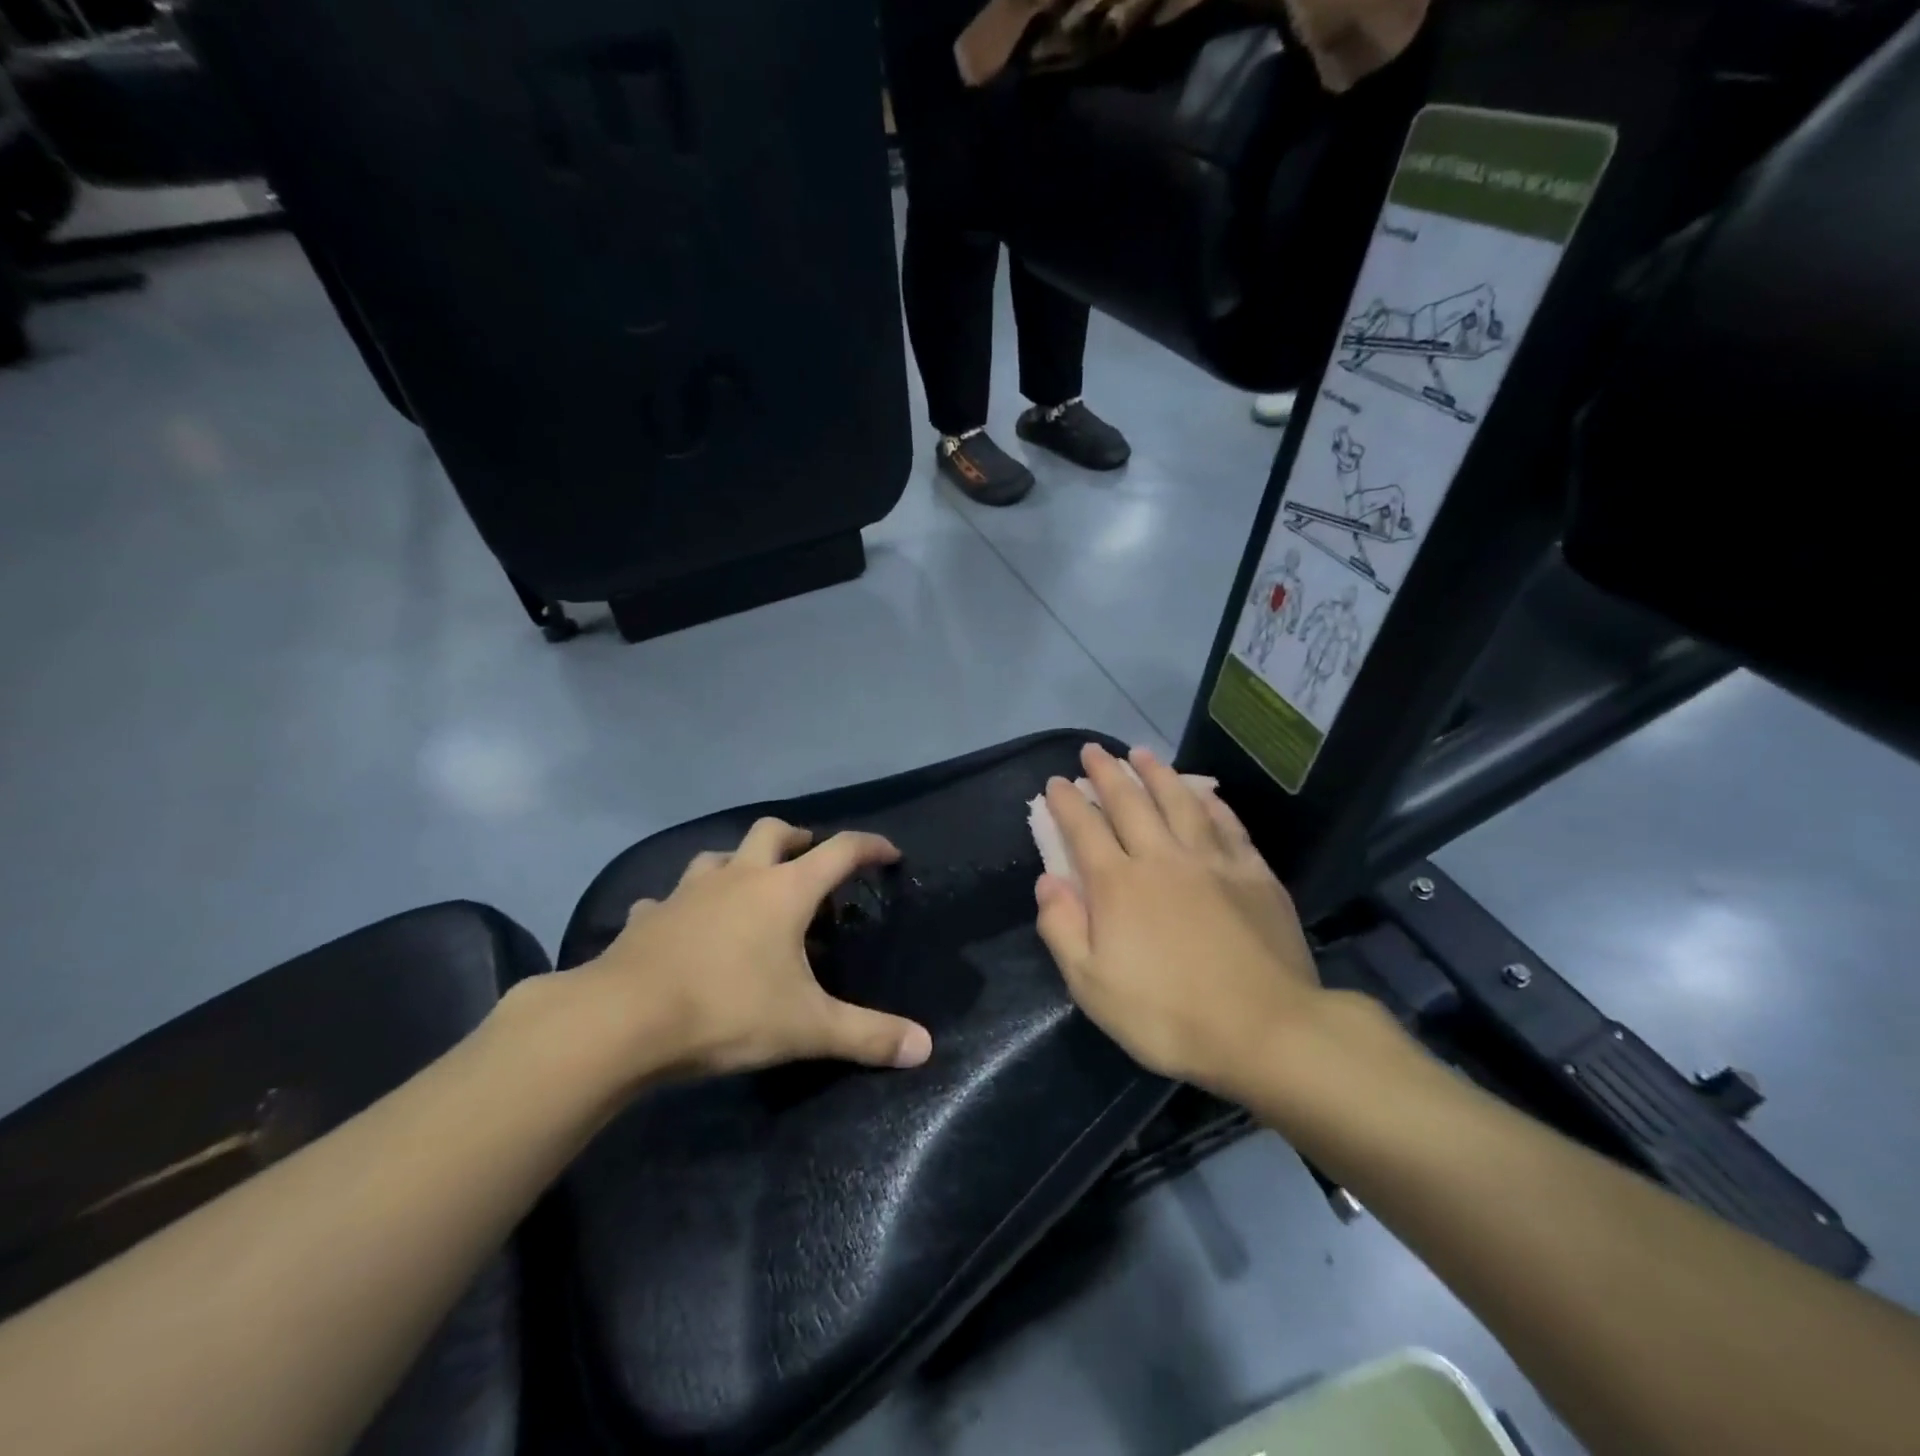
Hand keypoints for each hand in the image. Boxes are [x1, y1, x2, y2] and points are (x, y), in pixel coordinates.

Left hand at [566, 819, 933, 1082]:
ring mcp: (687, 892)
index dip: (870, 847)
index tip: (889, 854)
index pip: (840, 851)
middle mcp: (737, 877)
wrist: (621, 1021)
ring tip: (749, 889)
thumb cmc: (727, 1010)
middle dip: (797, 838)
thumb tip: (925, 1048)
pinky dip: (685, 906)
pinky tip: (684, 927)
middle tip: (809, 860)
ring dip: (739, 864)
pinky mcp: (648, 917)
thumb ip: (868, 1035)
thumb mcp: (807, 1028)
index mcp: (783, 891)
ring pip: (719, 856)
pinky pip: (669, 899)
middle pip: (773, 831)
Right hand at [1034, 744, 1324, 1099]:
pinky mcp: (1253, 873)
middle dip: (1106, 773)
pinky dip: (1210, 802)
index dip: (1067, 802)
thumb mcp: (1092, 986)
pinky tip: (1202, 792)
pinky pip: (1226, 824)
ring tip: (1141, 752)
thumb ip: (1062, 928)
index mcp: (1118, 884)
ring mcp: (1212, 861)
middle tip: (1093, 751)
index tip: (1055, 782)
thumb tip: (1048, 880)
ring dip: (1156, 773)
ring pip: (1178, 801)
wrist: (1266, 1031)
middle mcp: (1162, 858)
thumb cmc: (1167, 1016)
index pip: (1084, 829)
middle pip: (1129, 802)